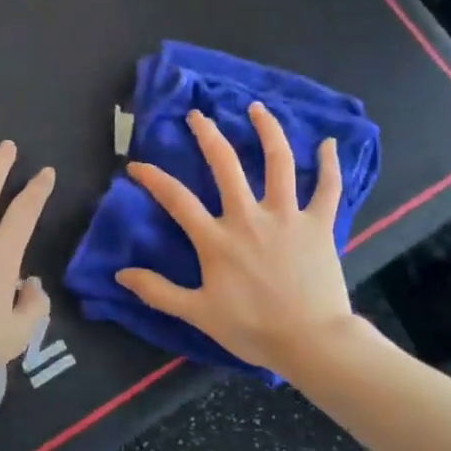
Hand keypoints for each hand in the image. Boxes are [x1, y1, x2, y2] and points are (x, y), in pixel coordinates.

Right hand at [116, 103, 357, 372]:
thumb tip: (121, 273)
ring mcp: (287, 216)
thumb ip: (158, 291)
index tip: (136, 165)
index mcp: (216, 239)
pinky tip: (328, 143)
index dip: (153, 178)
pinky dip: (329, 164)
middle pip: (226, 164)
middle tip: (197, 115)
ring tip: (257, 108)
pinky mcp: (319, 224)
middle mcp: (249, 216)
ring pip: (278, 162)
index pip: (176, 199)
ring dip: (267, 130)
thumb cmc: (253, 329)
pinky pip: (327, 188)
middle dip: (208, 135)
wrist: (312, 342)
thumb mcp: (198, 314)